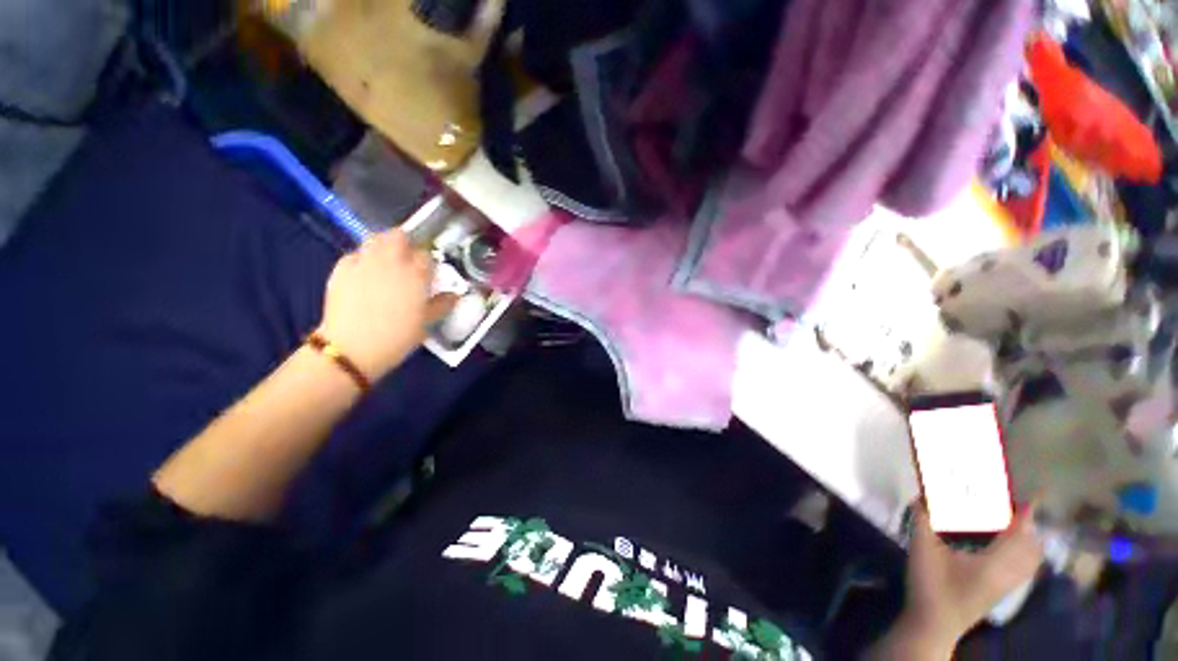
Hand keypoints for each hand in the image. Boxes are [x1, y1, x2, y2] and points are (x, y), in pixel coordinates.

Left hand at [315, 230, 454, 379]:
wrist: (352, 348)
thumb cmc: (397, 337)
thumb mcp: (426, 323)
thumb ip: (442, 305)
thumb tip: (455, 296)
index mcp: (416, 274)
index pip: (426, 255)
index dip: (429, 261)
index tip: (429, 272)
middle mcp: (391, 262)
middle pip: (399, 237)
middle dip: (406, 243)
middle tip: (408, 258)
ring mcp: (364, 263)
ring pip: (375, 239)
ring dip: (384, 245)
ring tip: (387, 261)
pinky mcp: (341, 269)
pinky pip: (355, 254)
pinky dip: (362, 258)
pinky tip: (364, 272)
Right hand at [901, 504, 1043, 653]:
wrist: (933, 623)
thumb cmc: (931, 584)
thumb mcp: (922, 549)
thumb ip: (922, 521)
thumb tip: (919, 497)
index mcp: (994, 561)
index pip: (1020, 534)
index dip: (1027, 515)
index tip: (1031, 497)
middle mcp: (1008, 573)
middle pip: (1031, 548)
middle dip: (1029, 528)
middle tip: (1016, 509)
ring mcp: (1006, 586)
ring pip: (1030, 562)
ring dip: (1028, 543)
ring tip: (1015, 527)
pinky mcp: (1000, 594)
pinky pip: (1023, 571)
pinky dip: (1024, 557)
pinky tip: (1007, 553)